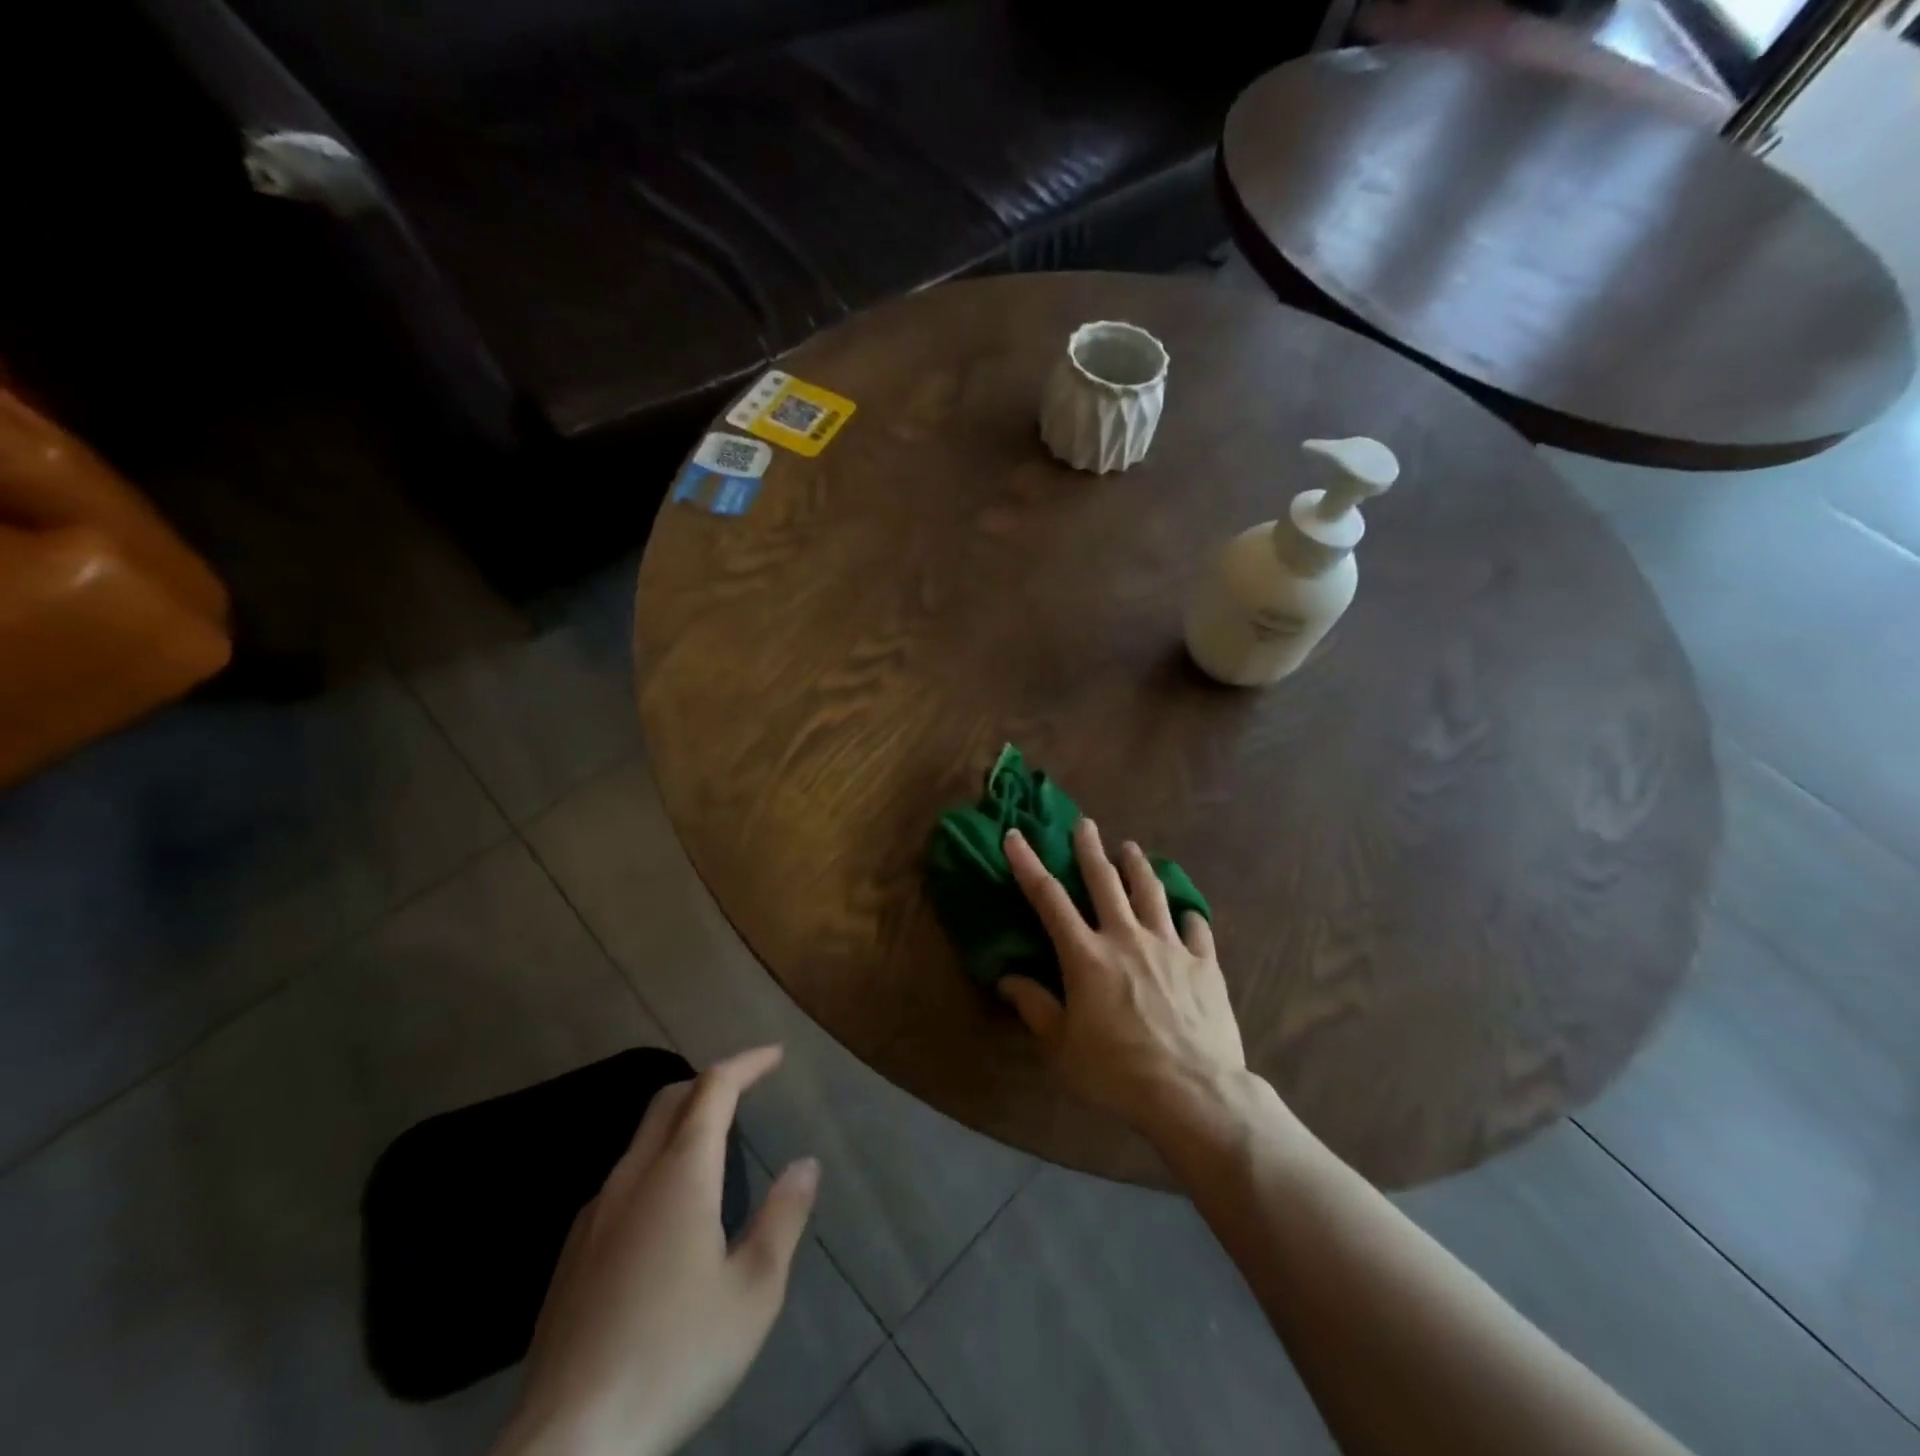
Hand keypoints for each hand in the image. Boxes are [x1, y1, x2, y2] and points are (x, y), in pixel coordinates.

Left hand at [493, 1046, 819, 1455]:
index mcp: (680, 1173)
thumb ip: (782, 1218)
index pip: (714, 1088)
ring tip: (715, 1139)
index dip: (747, 1063)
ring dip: (681, 1120)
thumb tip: (805, 1164)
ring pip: (641, 1139)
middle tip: (747, 1084)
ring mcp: (594, 1215)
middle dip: (711, 1080)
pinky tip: (666, 1207)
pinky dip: (655, 1160)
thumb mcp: (754, 1291)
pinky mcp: (572, 1255)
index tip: (776, 1056)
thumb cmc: (676, 1355)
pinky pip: (621, 1179)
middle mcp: (632, 1178)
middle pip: (670, 1100)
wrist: (569, 1444)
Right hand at [1001, 818, 1246, 1136]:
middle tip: (1085, 823)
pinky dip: (1187, 916)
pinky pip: (1196, 929)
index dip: (1028, 864)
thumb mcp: (1061, 1047)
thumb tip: (1007, 979)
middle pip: (1104, 881)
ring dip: (1138, 867)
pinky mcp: (1204, 964)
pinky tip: (1186, 913)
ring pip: (1151, 893)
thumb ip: (1034, 1007)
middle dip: (1091, 848)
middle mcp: (1126, 938)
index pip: (1048, 898)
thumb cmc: (1116, 1072)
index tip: (1015, 835)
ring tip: (1131, 848)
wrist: (1193, 1093)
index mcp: (1086, 955)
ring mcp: (1169, 947)